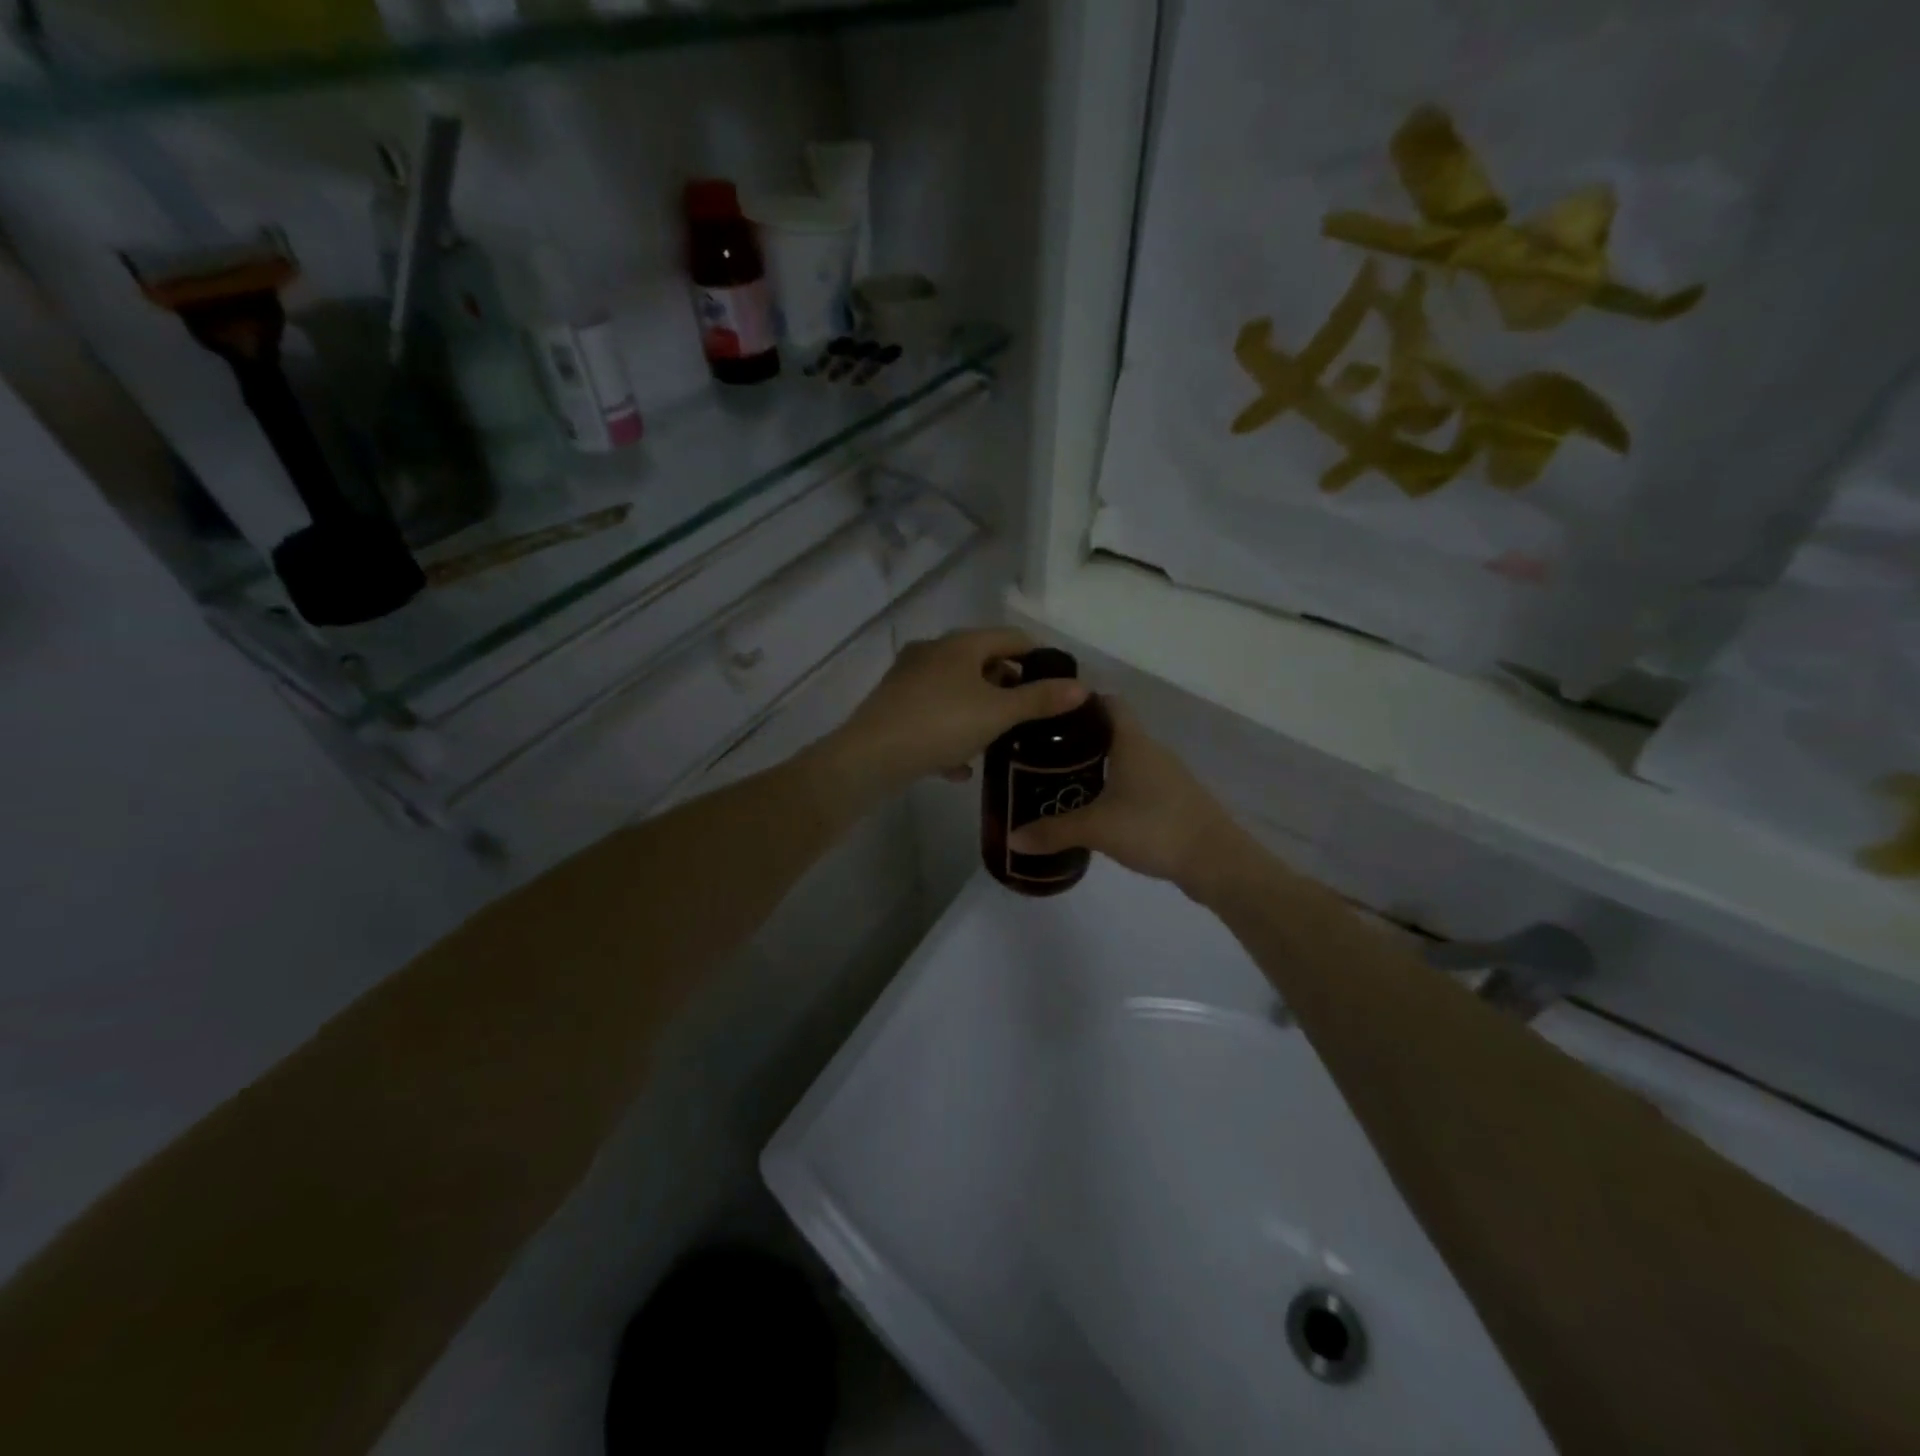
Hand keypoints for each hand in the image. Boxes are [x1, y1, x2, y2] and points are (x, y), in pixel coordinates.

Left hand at [822, 628, 1088, 801]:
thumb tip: (1082, 687)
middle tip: (1030, 714)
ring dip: (978, 711)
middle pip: (981, 662)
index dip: (1038, 656)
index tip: (1058, 681)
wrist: (870, 757)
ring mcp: (908, 679)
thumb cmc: (940, 725)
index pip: (1011, 637)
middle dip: (1007, 686)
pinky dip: (950, 733)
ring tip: (999, 739)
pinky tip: (960, 766)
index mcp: (960, 645)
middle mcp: (932, 652)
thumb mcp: (998, 713)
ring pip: (955, 691)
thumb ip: (1040, 700)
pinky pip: (932, 716)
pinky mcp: (893, 708)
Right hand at [1007, 698, 1253, 893]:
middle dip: (1078, 740)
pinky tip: (1096, 809)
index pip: (1107, 703)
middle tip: (1042, 754)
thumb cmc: (1154, 827)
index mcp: (1132, 742)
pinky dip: (1115, 787)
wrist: (1216, 860)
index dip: (1079, 703)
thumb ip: (1053, 831)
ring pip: (1125, 759)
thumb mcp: (1097, 828)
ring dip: (1097, 766)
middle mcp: (1151, 750)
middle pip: (1112, 731)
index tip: (1048, 715)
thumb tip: (1012, 837)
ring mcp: (1166, 775)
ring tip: (1061, 781)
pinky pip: (1137, 782)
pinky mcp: (1173, 800)